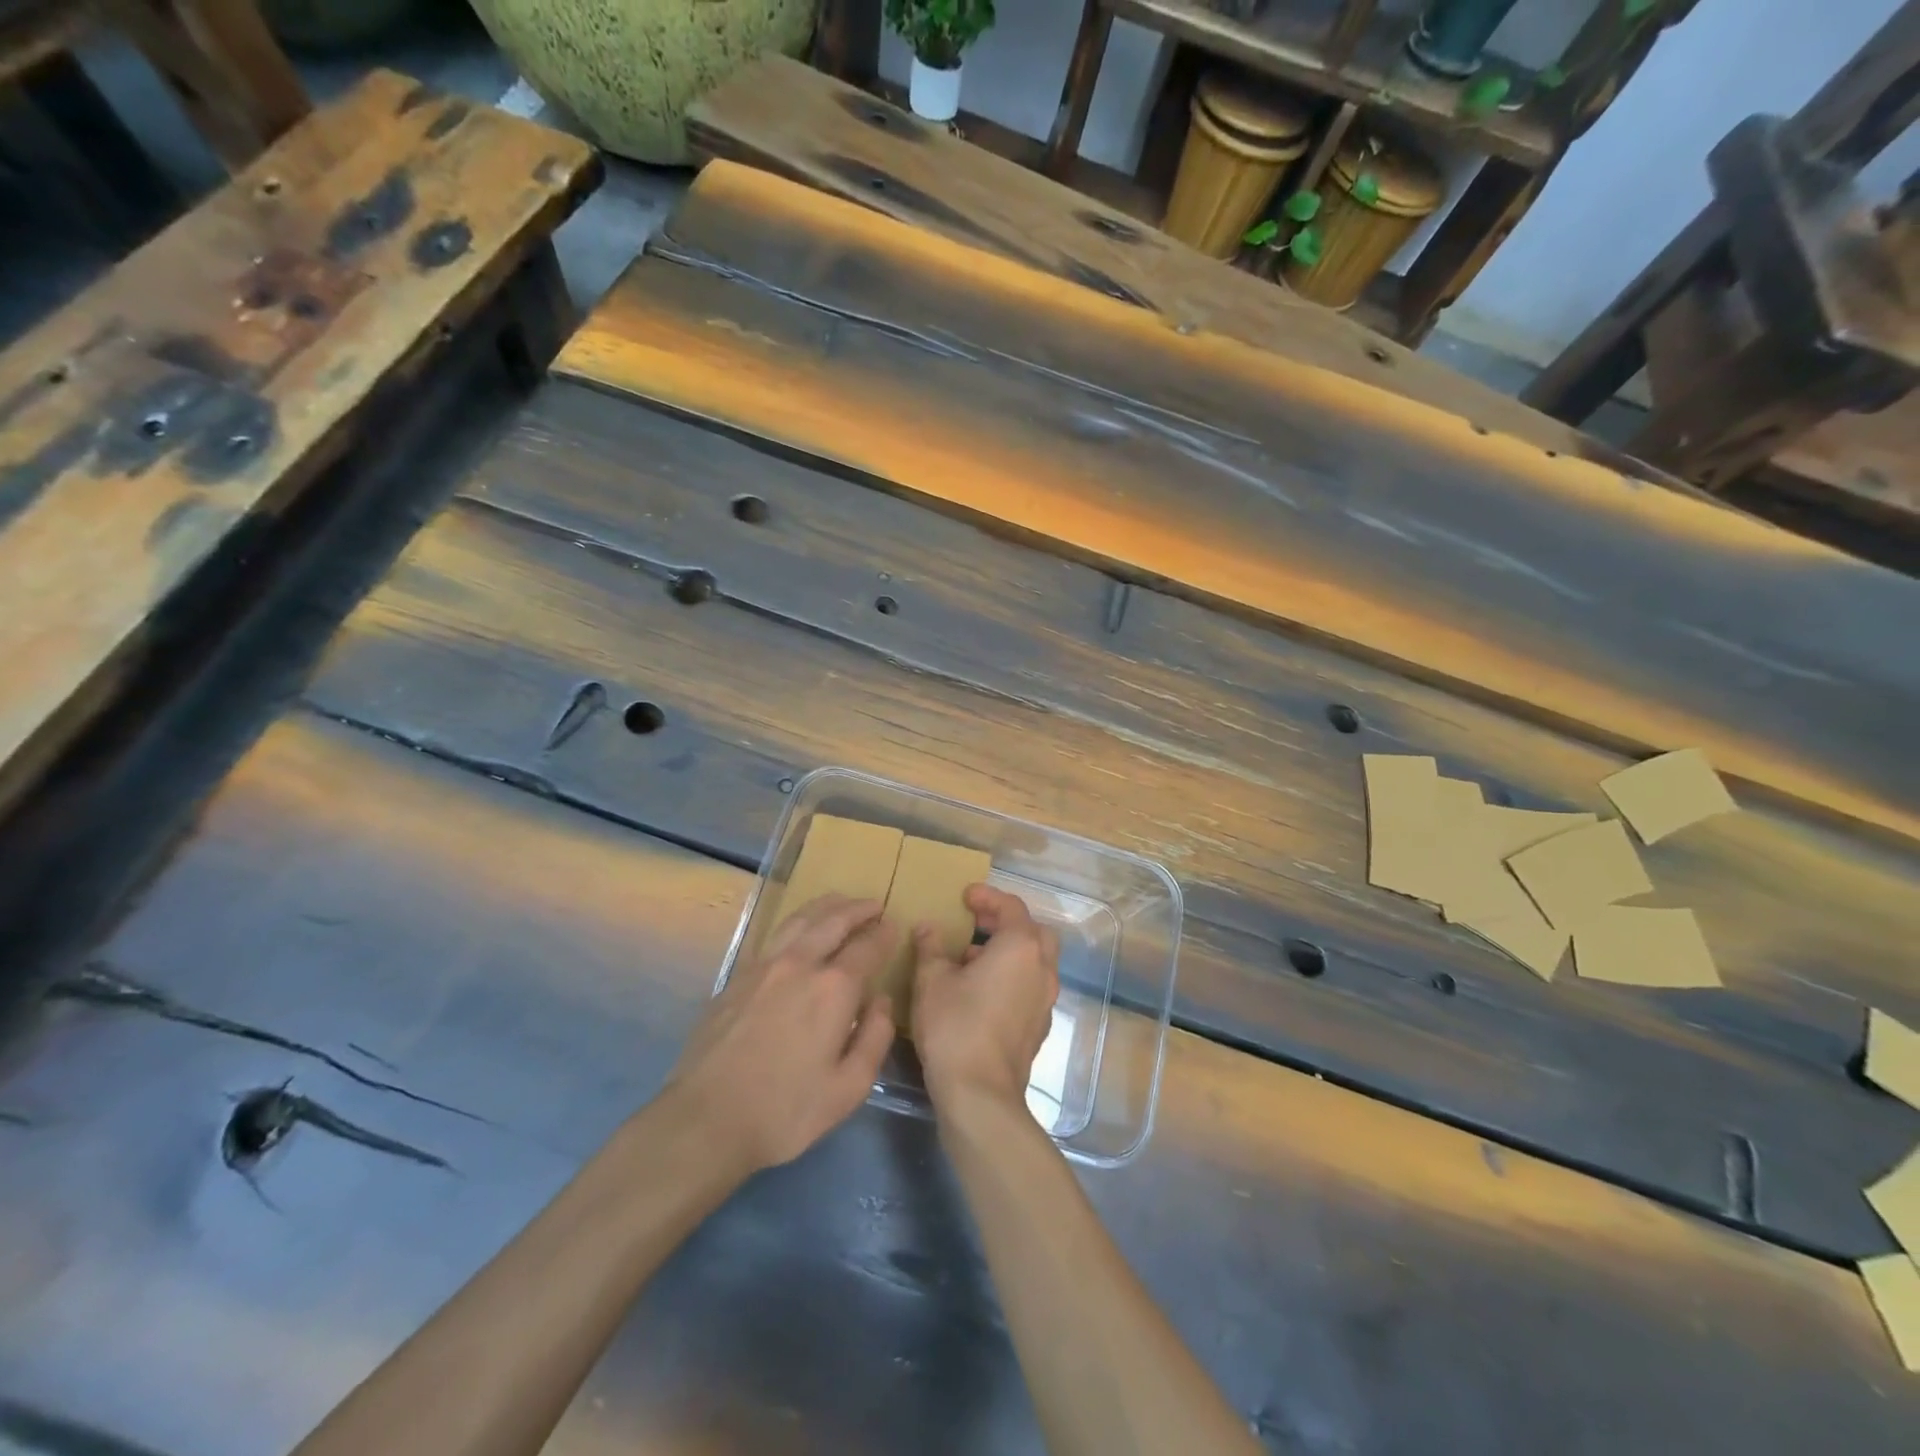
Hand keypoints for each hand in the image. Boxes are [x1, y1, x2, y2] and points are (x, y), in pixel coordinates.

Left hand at [668, 894, 896, 1171]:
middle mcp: (800, 964)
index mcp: (834, 988)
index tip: (893, 926)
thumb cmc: (785, 1111)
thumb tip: (883, 1001)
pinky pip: (775, 936)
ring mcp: (764, 966)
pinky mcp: (737, 977)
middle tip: (873, 905)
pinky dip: (797, 922)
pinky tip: (799, 930)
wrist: (706, 1120)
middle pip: (833, 921)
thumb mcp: (848, 1088)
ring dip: (825, 906)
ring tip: (840, 902)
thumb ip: (875, 1038)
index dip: (884, 934)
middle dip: (857, 910)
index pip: (867, 946)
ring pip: (800, 920)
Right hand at [913, 884, 1059, 1110]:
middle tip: (976, 921)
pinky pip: (1030, 986)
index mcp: (1021, 948)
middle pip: (1033, 931)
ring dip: (1008, 951)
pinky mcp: (1039, 1026)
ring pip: (1034, 961)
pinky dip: (1011, 976)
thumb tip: (927, 927)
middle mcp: (1042, 969)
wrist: (981, 1094)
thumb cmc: (955, 1026)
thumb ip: (931, 947)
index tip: (965, 895)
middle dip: (1005, 921)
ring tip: (969, 957)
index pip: (1011, 907)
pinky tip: (980, 991)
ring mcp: (1045, 1000)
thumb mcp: (932, 980)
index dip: (988, 896)